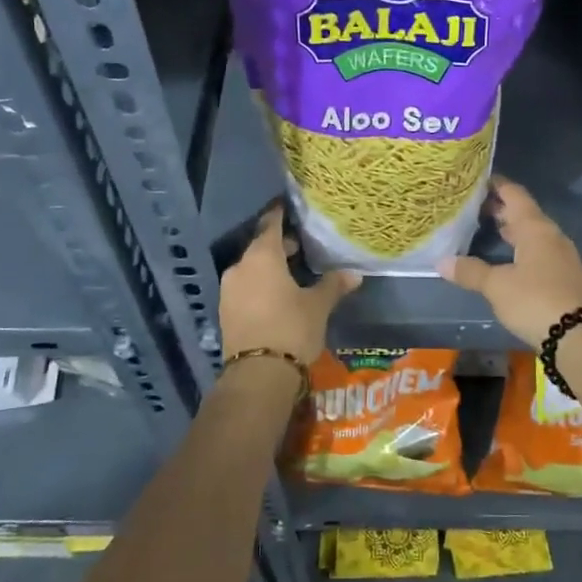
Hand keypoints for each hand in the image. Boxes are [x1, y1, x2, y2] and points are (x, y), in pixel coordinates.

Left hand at [218, 205, 361, 361]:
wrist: (258, 373)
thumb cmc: (292, 328)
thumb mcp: (318, 305)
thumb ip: (333, 285)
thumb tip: (354, 274)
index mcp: (262, 257)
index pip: (270, 225)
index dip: (280, 215)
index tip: (289, 207)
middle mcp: (240, 267)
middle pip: (260, 247)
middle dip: (279, 246)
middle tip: (301, 246)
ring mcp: (229, 290)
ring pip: (251, 268)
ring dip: (269, 267)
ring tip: (292, 273)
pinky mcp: (226, 311)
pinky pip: (245, 287)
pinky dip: (260, 284)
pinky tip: (277, 295)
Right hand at [439, 176, 581, 347]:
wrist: (578, 336)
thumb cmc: (535, 300)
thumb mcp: (497, 286)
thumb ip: (470, 271)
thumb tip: (442, 262)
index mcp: (536, 228)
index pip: (514, 194)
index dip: (495, 184)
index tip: (475, 179)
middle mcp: (550, 235)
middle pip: (523, 213)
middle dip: (498, 207)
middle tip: (470, 205)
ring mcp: (560, 255)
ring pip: (531, 233)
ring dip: (509, 229)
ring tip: (482, 227)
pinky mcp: (562, 275)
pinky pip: (537, 250)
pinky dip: (518, 247)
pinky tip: (503, 257)